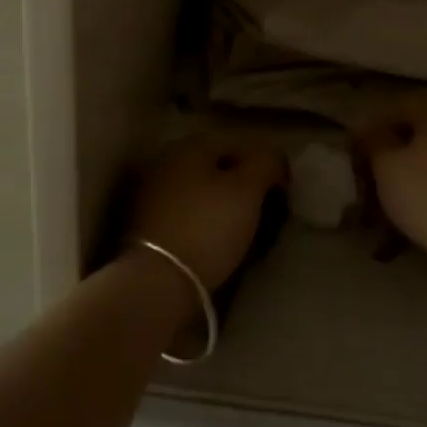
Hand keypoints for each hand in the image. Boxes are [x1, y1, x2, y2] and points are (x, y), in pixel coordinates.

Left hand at [127, 136, 286, 290]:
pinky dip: (203, 223)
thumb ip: (265, 163)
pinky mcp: (145, 224)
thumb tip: (272, 157)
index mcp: (190, 145)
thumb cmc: (208, 227)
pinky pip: (185, 214)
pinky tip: (215, 243)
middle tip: (265, 212)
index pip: (238, 145)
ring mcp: (151, 192)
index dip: (265, 165)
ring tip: (243, 232)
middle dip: (242, 186)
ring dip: (222, 206)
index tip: (282, 193)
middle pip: (217, 168)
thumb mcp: (248, 190)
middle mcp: (166, 160)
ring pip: (200, 191)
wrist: (156, 281)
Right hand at [351, 97, 426, 292]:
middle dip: (396, 142)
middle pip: (423, 126)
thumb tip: (364, 126)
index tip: (358, 143)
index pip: (401, 104)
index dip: (375, 121)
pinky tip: (422, 198)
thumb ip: (372, 140)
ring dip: (416, 161)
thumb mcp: (387, 167)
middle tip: (374, 164)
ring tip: (395, 185)